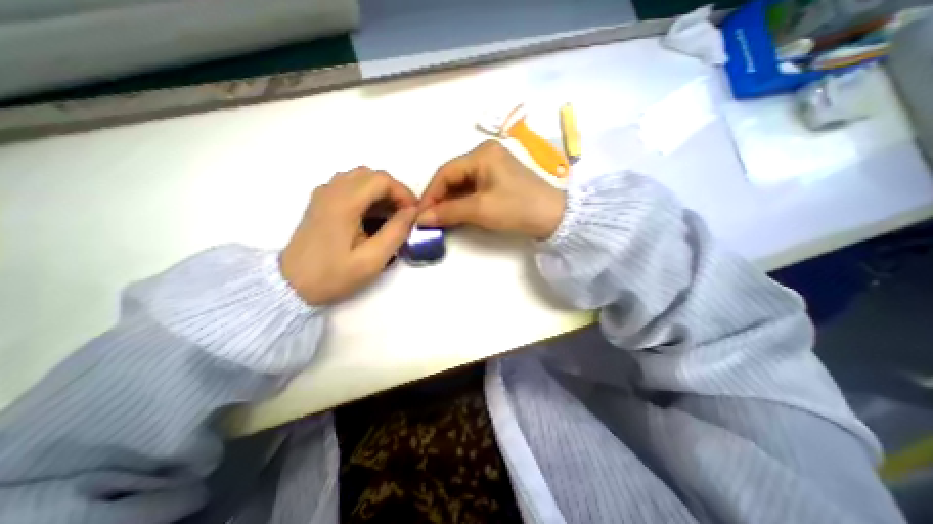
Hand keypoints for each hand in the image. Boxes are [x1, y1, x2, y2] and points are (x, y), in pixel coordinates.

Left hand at [280, 167, 418, 304]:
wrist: (291, 284)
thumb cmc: (333, 275)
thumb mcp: (372, 260)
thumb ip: (396, 232)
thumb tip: (412, 212)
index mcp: (344, 203)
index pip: (382, 180)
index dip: (403, 193)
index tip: (413, 213)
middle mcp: (332, 191)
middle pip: (371, 175)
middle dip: (394, 191)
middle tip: (404, 214)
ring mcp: (324, 195)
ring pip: (360, 178)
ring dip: (381, 192)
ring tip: (391, 215)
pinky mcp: (321, 202)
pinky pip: (349, 186)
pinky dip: (367, 195)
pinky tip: (372, 216)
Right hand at [420, 141, 564, 239]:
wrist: (553, 218)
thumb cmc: (516, 208)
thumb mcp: (480, 210)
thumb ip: (448, 212)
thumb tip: (420, 219)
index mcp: (481, 154)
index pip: (445, 173)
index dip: (430, 194)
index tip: (420, 215)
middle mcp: (485, 154)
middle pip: (453, 177)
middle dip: (440, 199)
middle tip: (429, 219)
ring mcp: (493, 166)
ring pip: (462, 184)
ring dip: (450, 202)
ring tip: (440, 219)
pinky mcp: (499, 179)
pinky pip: (473, 189)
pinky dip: (463, 202)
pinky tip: (457, 214)